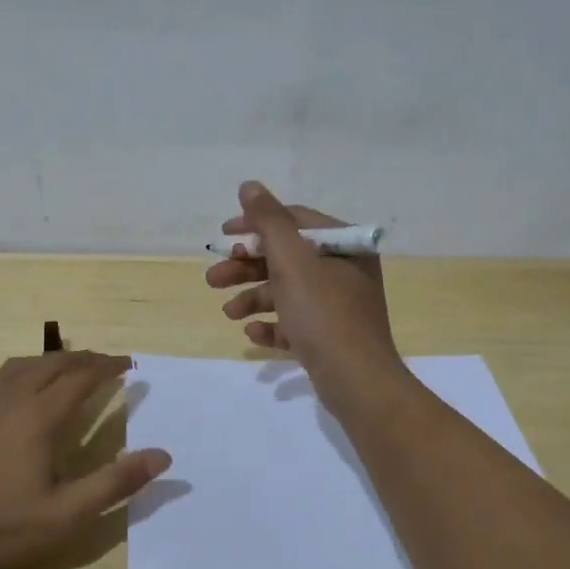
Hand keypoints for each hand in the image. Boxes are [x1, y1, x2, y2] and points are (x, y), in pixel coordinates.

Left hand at [0, 351, 170, 568]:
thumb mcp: (65, 515)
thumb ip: (115, 483)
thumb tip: (163, 455)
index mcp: (39, 416)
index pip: (82, 377)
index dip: (108, 366)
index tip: (128, 364)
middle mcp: (10, 396)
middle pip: (53, 363)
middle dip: (83, 358)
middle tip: (105, 363)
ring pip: (22, 364)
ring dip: (50, 360)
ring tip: (67, 367)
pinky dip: (19, 372)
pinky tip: (16, 390)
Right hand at [204, 181, 403, 410]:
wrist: (357, 382)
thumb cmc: (323, 314)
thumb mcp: (292, 261)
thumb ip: (269, 221)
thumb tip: (249, 186)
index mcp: (343, 245)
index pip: (294, 220)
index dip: (255, 224)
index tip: (224, 235)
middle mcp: (344, 270)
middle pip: (286, 258)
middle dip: (246, 267)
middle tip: (213, 278)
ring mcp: (338, 305)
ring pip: (286, 291)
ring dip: (252, 297)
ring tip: (228, 313)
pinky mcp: (330, 336)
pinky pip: (294, 322)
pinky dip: (272, 324)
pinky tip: (252, 333)